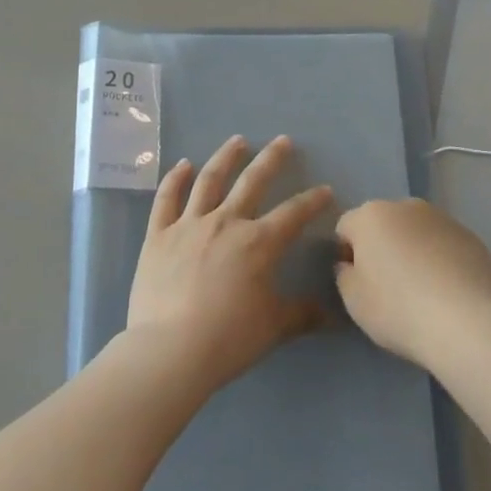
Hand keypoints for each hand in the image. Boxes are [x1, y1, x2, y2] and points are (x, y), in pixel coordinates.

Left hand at [127, 135, 334, 390]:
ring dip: (225, 157)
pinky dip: (175, 179)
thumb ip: (302, 314)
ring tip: (237, 141)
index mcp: (258, 242)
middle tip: (282, 141)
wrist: (170, 350)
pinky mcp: (158, 235)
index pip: (293, 213)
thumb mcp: (274, 327)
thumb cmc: (228, 338)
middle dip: (271, 159)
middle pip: (252, 182)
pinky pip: (166, 199)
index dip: (312, 201)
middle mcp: (225, 222)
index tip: (325, 190)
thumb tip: (333, 315)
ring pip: (209, 180)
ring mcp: (188, 225)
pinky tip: (183, 164)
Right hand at [334, 199, 490, 368]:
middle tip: (389, 286)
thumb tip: (351, 265)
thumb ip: (344, 274)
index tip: (358, 282)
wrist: (464, 323)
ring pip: (417, 232)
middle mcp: (406, 206)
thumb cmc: (397, 308)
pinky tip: (448, 291)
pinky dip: (442, 260)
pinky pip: (445, 245)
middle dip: (382, 247)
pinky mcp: (471, 237)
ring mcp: (443, 218)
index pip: (346, 227)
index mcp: (370, 215)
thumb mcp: (353, 300)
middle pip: (384, 224)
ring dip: (413, 250)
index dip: (347, 254)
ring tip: (423, 290)